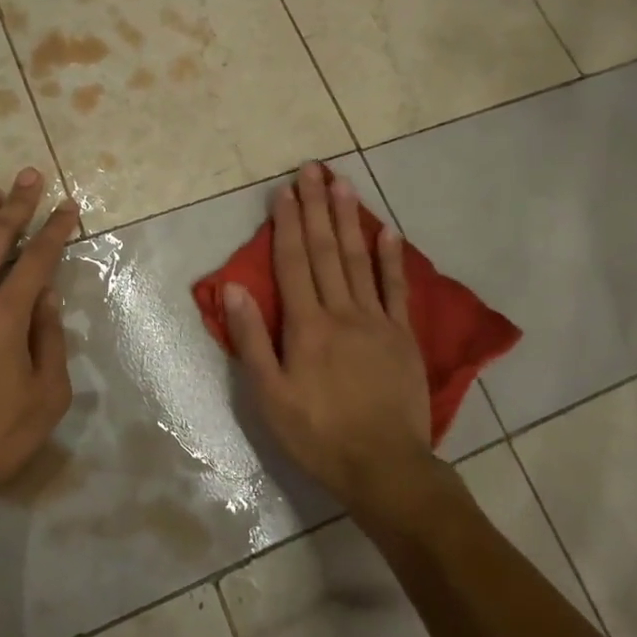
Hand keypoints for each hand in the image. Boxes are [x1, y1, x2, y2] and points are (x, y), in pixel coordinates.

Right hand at [224, 164, 434, 511]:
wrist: (384, 466)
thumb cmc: (318, 434)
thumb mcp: (269, 395)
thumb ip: (251, 339)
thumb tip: (234, 287)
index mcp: (307, 325)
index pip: (294, 263)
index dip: (287, 224)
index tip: (284, 190)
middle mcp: (342, 312)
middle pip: (327, 251)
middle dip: (316, 208)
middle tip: (312, 169)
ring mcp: (377, 321)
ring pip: (360, 260)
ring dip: (350, 220)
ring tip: (342, 184)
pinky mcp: (403, 336)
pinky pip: (396, 288)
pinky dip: (391, 258)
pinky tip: (387, 231)